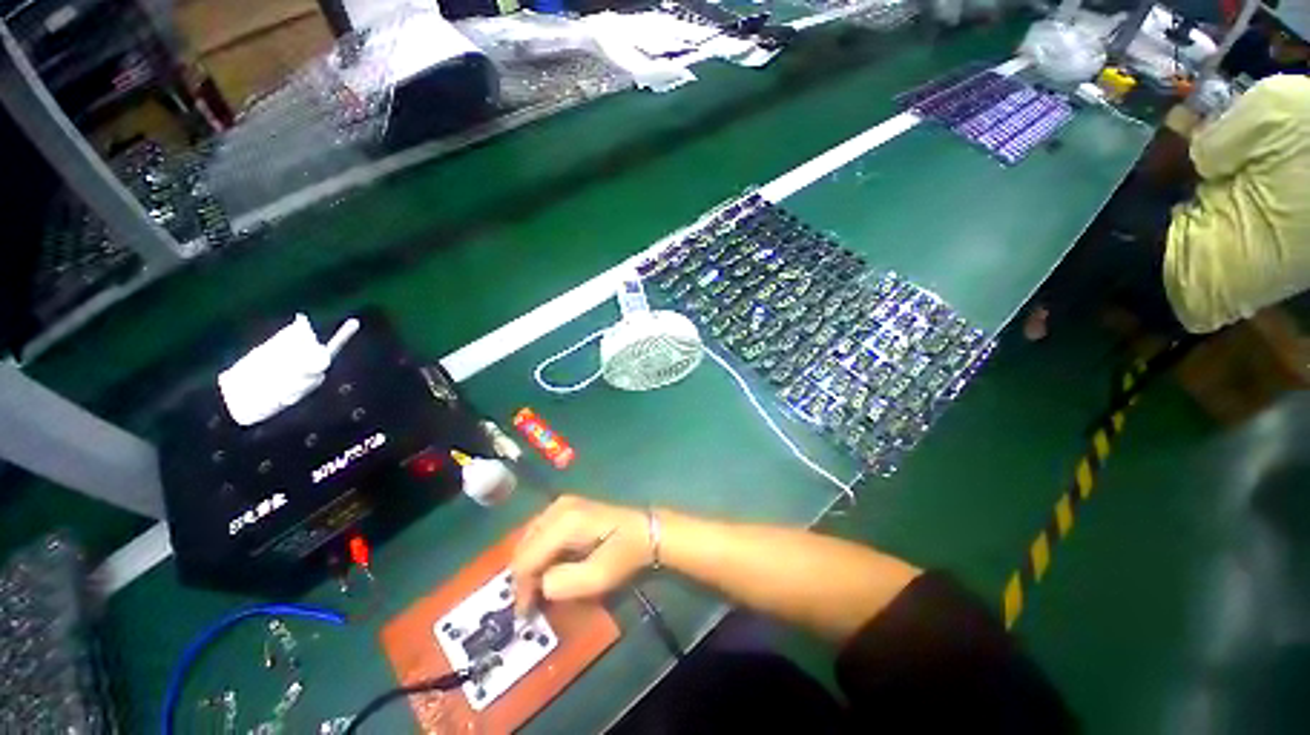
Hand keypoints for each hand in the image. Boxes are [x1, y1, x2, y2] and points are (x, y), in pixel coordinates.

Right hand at [510, 495, 651, 615]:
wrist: (646, 531)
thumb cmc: (625, 555)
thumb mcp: (598, 577)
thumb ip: (562, 584)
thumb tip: (539, 586)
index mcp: (564, 521)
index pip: (525, 558)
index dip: (521, 588)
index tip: (527, 613)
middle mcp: (558, 507)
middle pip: (523, 545)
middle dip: (523, 576)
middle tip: (532, 603)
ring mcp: (562, 503)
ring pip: (529, 538)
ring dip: (530, 564)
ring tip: (539, 587)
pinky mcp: (567, 506)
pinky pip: (540, 531)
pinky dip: (539, 551)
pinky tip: (549, 566)